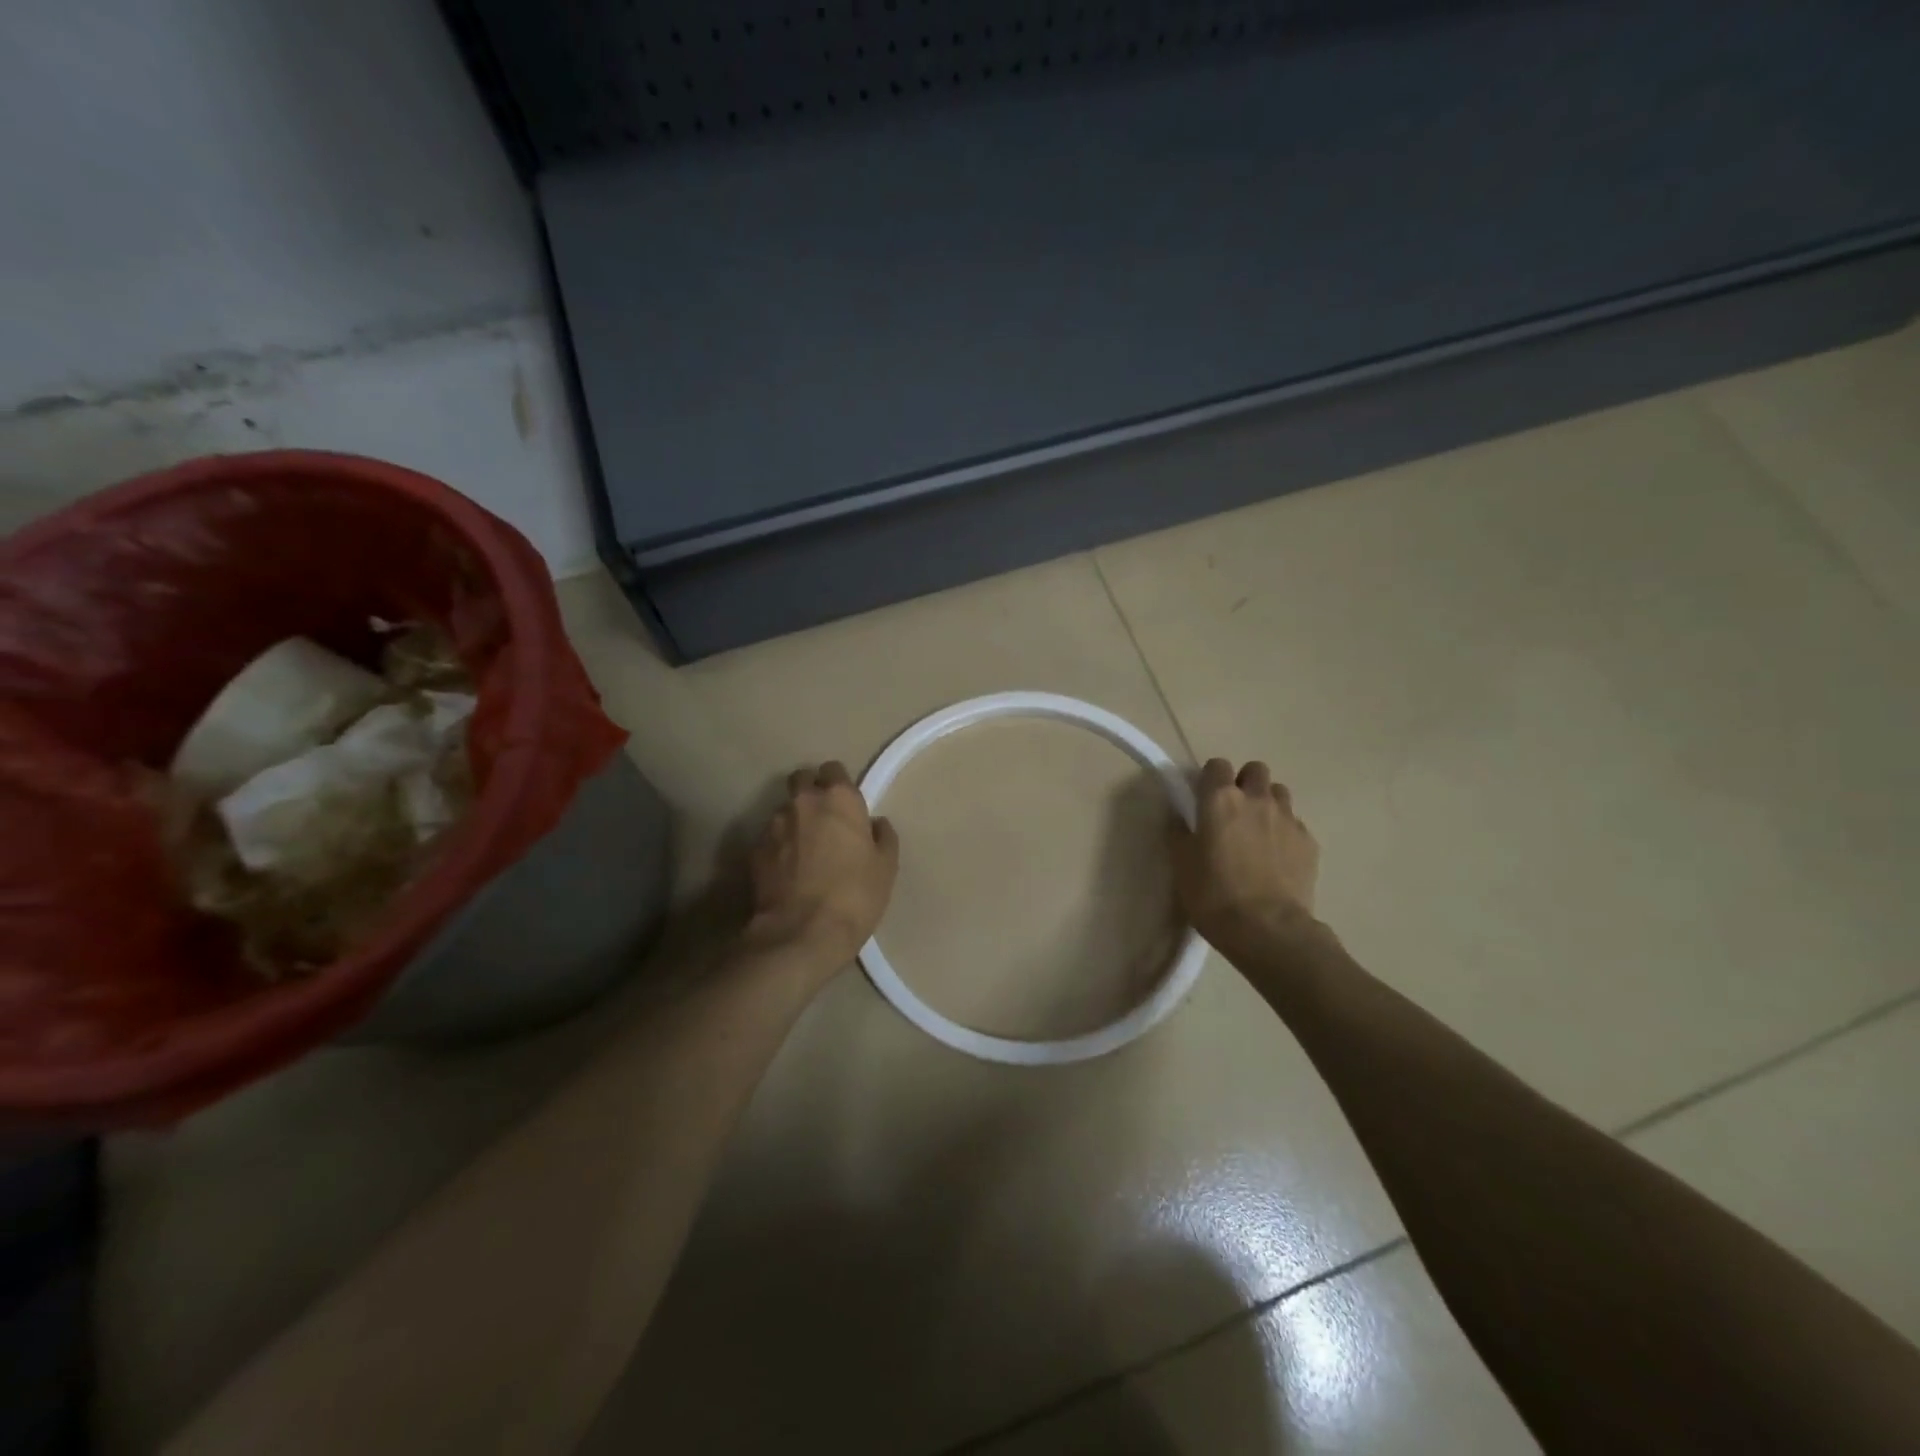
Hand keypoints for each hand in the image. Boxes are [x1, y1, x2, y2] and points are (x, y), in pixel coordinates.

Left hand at [745, 762, 898, 972]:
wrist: (801, 933)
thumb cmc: (855, 895)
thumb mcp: (886, 867)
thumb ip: (883, 836)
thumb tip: (875, 824)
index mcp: (839, 799)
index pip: (834, 769)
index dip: (839, 784)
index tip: (846, 805)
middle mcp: (803, 802)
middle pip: (801, 779)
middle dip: (810, 791)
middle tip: (824, 819)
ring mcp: (773, 825)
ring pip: (784, 810)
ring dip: (794, 821)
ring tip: (804, 850)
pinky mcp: (754, 851)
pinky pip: (770, 839)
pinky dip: (778, 847)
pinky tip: (788, 871)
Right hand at [1171, 759, 1319, 959]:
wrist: (1267, 929)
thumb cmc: (1213, 894)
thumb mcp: (1181, 865)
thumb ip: (1179, 833)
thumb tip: (1180, 817)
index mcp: (1220, 799)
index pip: (1216, 765)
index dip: (1209, 779)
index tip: (1203, 799)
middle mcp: (1256, 799)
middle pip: (1254, 770)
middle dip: (1244, 783)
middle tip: (1232, 812)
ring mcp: (1288, 819)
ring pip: (1279, 793)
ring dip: (1267, 803)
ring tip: (1257, 832)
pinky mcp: (1309, 842)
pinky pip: (1295, 824)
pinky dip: (1284, 832)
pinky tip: (1276, 858)